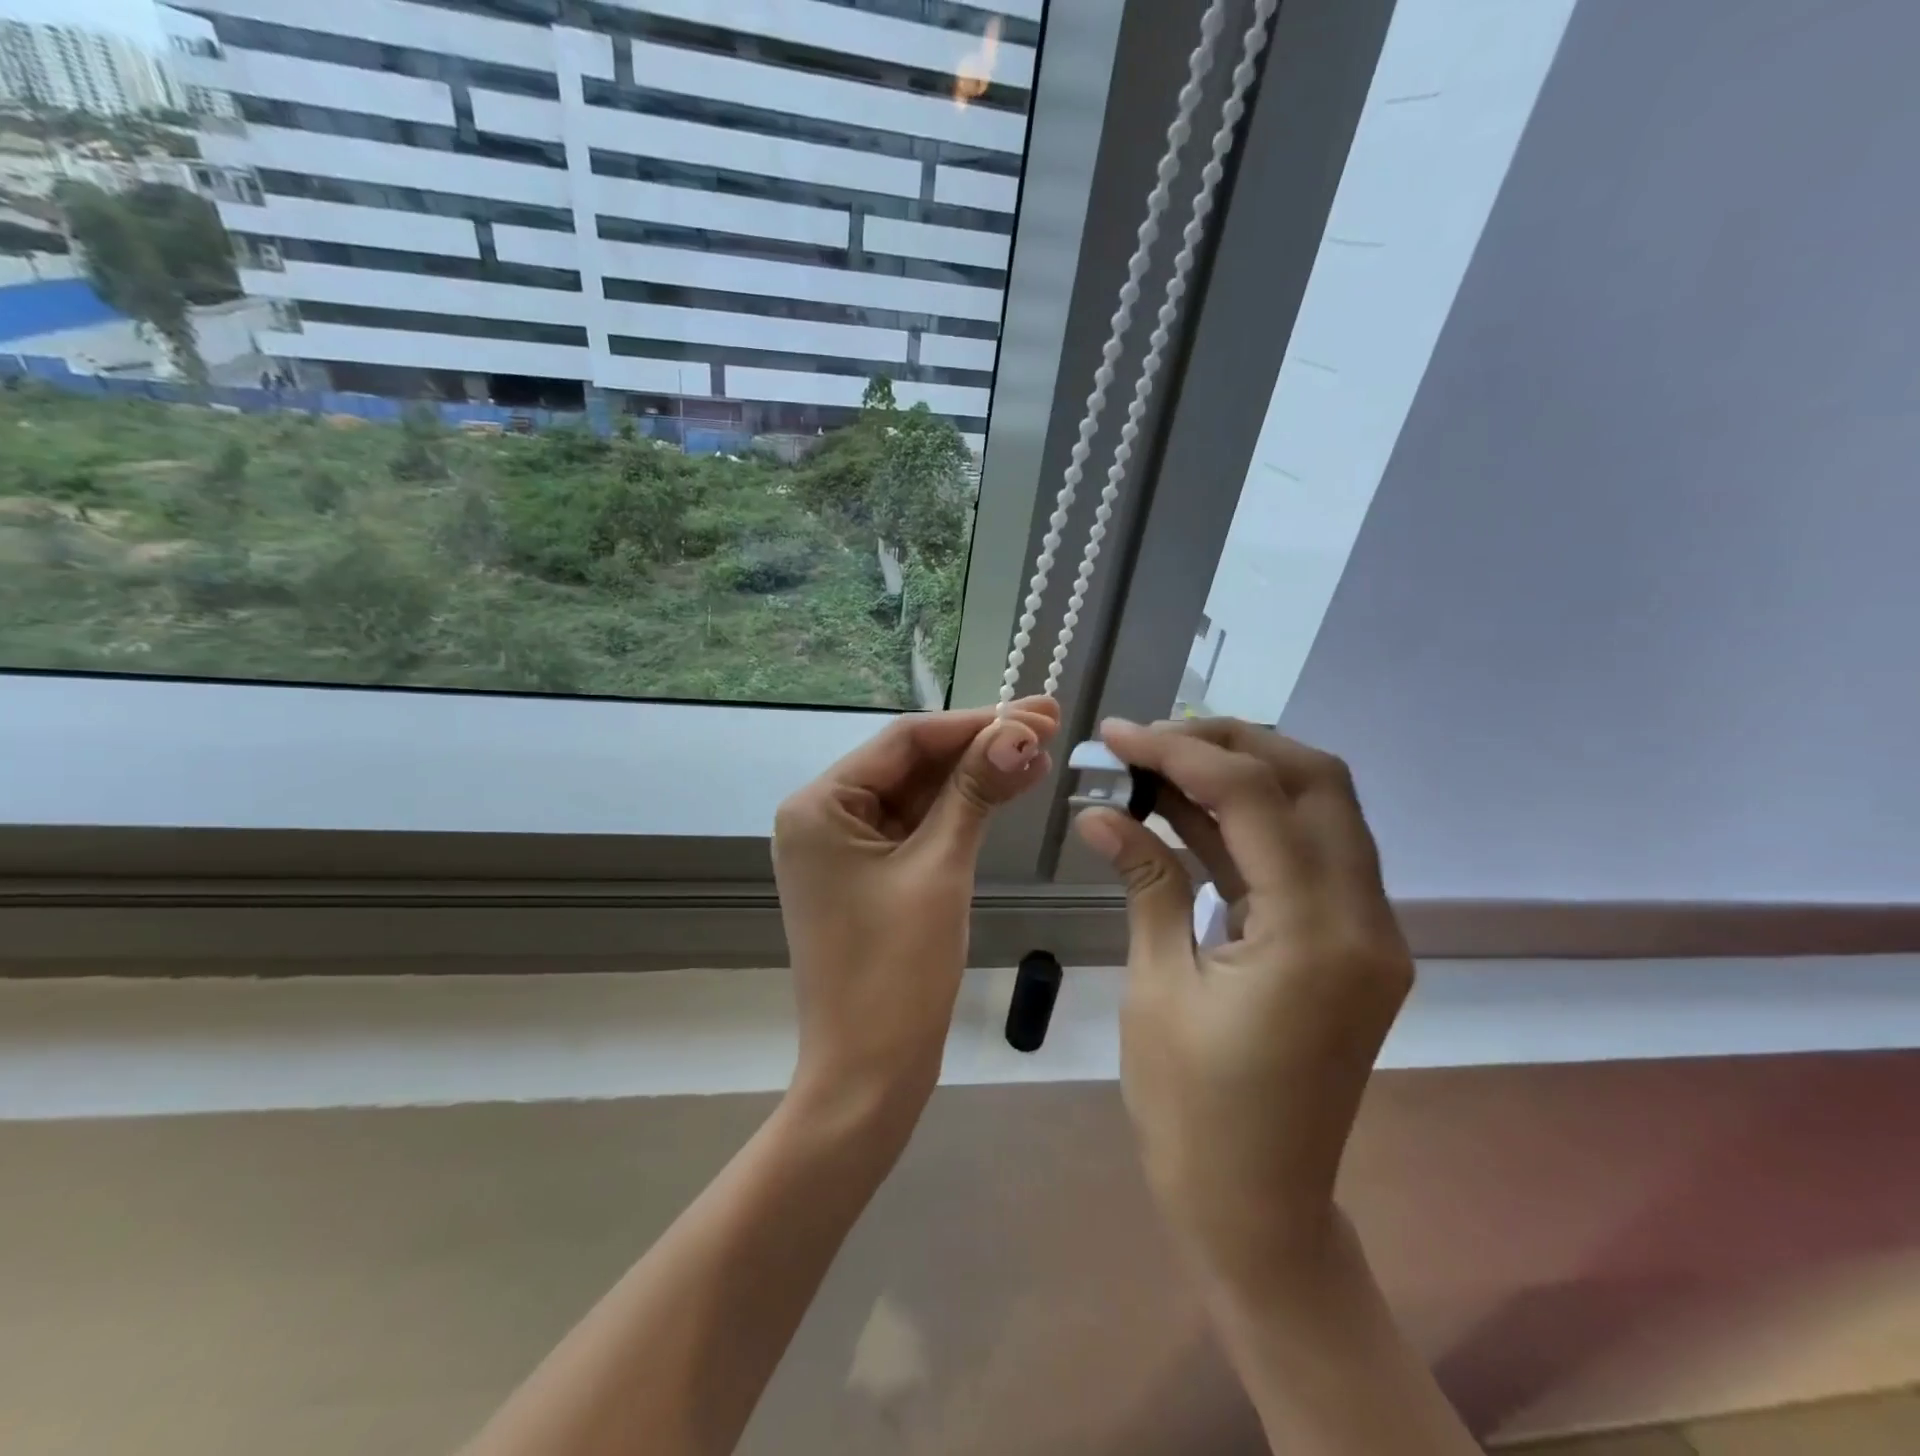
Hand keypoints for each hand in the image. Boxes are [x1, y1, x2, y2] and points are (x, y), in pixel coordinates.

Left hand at [774, 697, 1060, 1135]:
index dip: (974, 722)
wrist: (868, 1075)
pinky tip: (1008, 788)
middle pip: (911, 763)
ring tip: (1040, 753)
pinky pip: (917, 828)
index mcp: (820, 805)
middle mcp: (823, 816)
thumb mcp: (940, 869)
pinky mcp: (867, 874)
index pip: (905, 740)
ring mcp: (845, 847)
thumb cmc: (897, 972)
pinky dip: (960, 811)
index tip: (1035, 710)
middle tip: (1048, 723)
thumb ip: (975, 791)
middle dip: (979, 745)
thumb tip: (1019, 730)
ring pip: (919, 794)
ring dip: (975, 775)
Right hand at [1076, 719, 1412, 1290]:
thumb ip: (1144, 881)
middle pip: (1314, 781)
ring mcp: (1364, 931)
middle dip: (1230, 742)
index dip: (1181, 751)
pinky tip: (1185, 810)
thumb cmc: (1194, 1111)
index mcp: (1317, 935)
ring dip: (1241, 773)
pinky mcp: (1345, 942)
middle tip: (1152, 738)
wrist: (1257, 1209)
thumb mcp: (1158, 986)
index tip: (1117, 734)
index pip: (1256, 798)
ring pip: (1317, 809)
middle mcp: (1363, 920)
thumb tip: (1098, 812)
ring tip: (1159, 761)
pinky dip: (1247, 822)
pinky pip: (1303, 854)